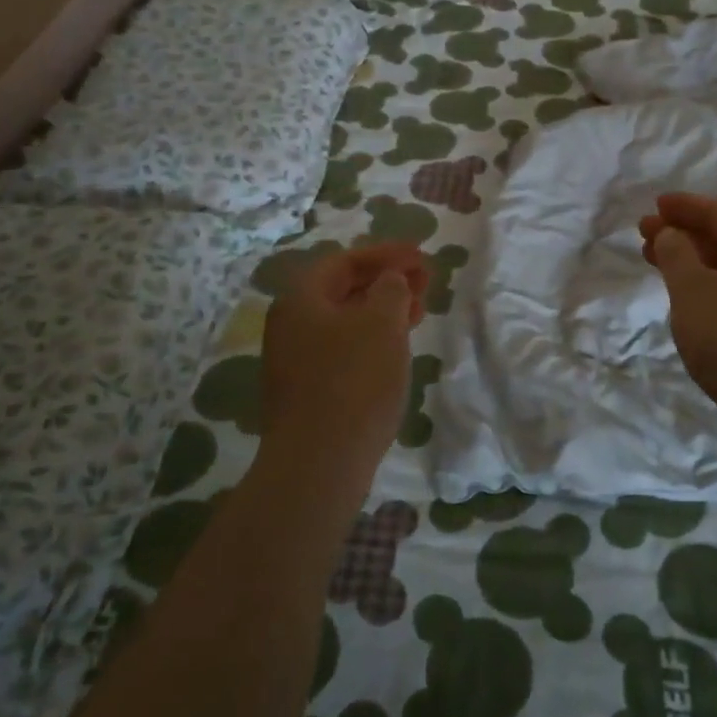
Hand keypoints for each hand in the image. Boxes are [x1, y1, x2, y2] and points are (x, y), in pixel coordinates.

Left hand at [260, 243, 428, 472]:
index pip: (345, 260)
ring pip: (345, 321)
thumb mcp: (382, 322)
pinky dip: (372, 339)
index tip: (422, 255)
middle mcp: (291, 324)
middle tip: (425, 282)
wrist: (320, 462)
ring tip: (419, 313)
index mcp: (301, 298)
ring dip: (383, 311)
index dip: (387, 253)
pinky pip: (343, 349)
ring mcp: (296, 360)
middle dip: (386, 281)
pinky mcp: (308, 390)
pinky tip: (395, 350)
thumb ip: (391, 289)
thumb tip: (390, 281)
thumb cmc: (354, 380)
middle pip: (343, 289)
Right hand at [639, 193, 716, 411]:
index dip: (682, 206)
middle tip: (644, 234)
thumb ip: (676, 254)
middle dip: (682, 233)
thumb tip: (672, 234)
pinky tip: (685, 298)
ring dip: (690, 261)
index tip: (653, 205)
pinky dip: (704, 286)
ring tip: (656, 263)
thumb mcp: (692, 289)